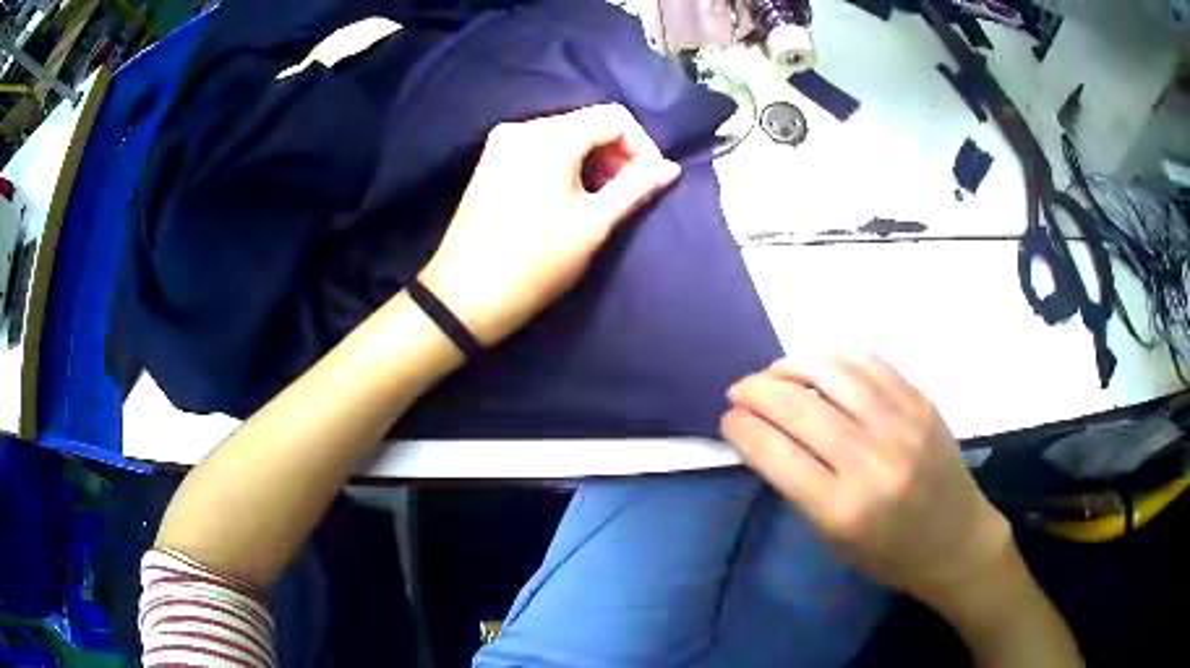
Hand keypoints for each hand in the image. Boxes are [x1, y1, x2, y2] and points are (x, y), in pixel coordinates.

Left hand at [418, 104, 680, 345]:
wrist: (463, 297)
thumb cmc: (534, 263)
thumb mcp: (593, 225)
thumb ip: (635, 188)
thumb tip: (670, 168)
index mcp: (550, 137)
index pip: (613, 117)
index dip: (642, 146)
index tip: (649, 182)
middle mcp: (523, 128)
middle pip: (587, 122)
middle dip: (617, 153)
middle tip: (626, 194)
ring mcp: (501, 143)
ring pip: (564, 134)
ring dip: (592, 159)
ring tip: (600, 199)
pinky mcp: (490, 161)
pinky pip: (540, 147)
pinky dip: (565, 163)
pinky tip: (568, 196)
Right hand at [720, 353, 1011, 602]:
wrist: (955, 539)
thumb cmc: (889, 554)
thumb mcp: (832, 540)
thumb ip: (798, 486)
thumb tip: (765, 435)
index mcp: (842, 508)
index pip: (775, 452)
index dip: (741, 428)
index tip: (728, 419)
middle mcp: (871, 460)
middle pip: (798, 406)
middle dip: (756, 391)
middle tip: (740, 391)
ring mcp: (901, 424)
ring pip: (832, 371)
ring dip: (791, 365)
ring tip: (775, 373)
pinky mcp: (920, 401)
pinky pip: (869, 362)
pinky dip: (834, 357)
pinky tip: (819, 365)